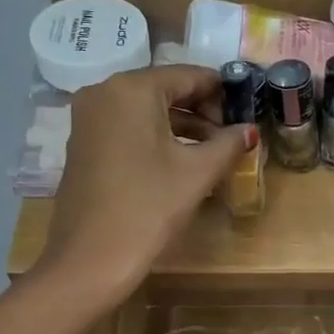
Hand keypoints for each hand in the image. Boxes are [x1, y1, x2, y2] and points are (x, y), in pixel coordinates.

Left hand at [40, 66, 256, 302]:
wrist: (91, 258)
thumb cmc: (149, 207)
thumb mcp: (197, 173)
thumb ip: (228, 144)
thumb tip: (250, 131)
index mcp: (132, 89)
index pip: (188, 75)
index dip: (222, 92)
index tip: (246, 112)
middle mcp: (104, 92)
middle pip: (165, 89)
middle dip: (202, 109)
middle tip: (232, 135)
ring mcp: (88, 118)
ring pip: (146, 110)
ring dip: (182, 125)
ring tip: (214, 151)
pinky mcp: (83, 144)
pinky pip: (128, 127)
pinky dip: (157, 137)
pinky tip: (181, 161)